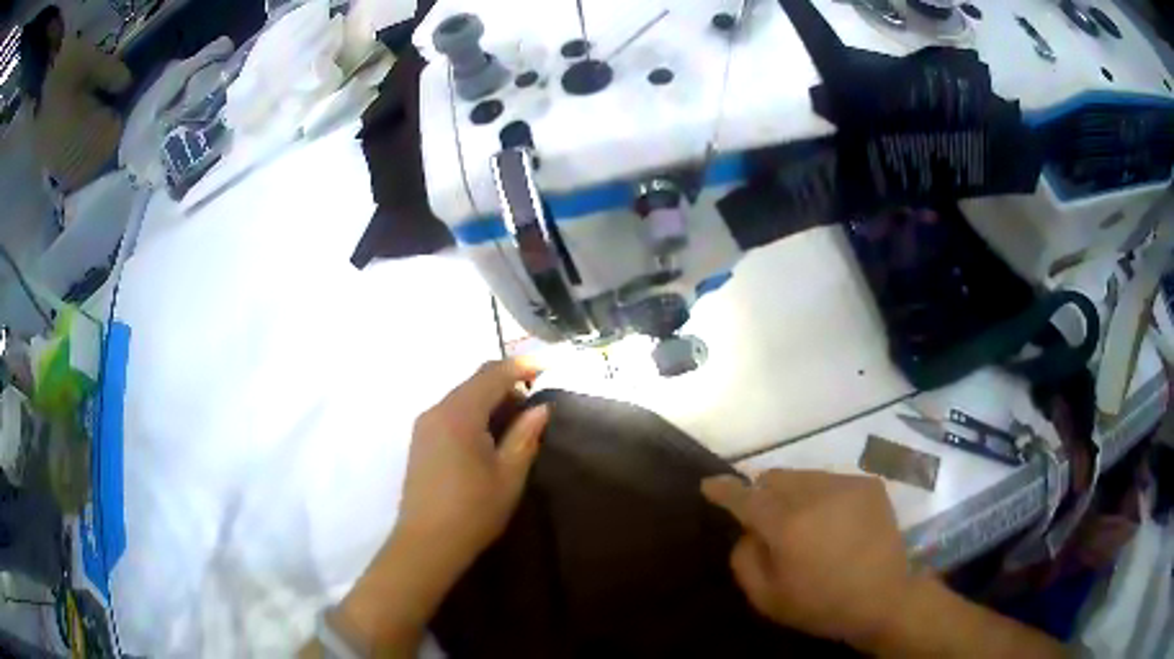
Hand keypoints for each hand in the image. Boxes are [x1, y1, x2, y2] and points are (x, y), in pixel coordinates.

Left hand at [395, 359, 549, 571]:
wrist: (426, 543)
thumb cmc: (473, 511)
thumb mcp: (508, 475)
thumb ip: (525, 436)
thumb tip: (541, 408)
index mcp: (459, 414)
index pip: (493, 374)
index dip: (522, 366)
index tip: (549, 366)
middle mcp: (437, 410)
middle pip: (474, 381)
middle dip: (506, 383)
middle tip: (536, 401)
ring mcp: (424, 425)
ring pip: (462, 396)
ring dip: (490, 399)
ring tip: (517, 420)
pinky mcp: (420, 440)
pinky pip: (451, 412)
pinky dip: (474, 412)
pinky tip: (489, 435)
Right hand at [701, 469, 914, 647]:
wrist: (884, 598)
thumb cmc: (821, 604)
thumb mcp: (768, 598)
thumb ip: (744, 560)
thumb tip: (746, 531)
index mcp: (786, 525)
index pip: (746, 497)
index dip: (724, 489)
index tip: (710, 484)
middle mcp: (815, 494)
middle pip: (775, 478)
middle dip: (764, 495)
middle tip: (771, 523)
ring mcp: (846, 485)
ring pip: (804, 477)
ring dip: (795, 495)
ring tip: (809, 525)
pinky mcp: (869, 484)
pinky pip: (832, 481)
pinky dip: (823, 497)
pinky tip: (836, 524)